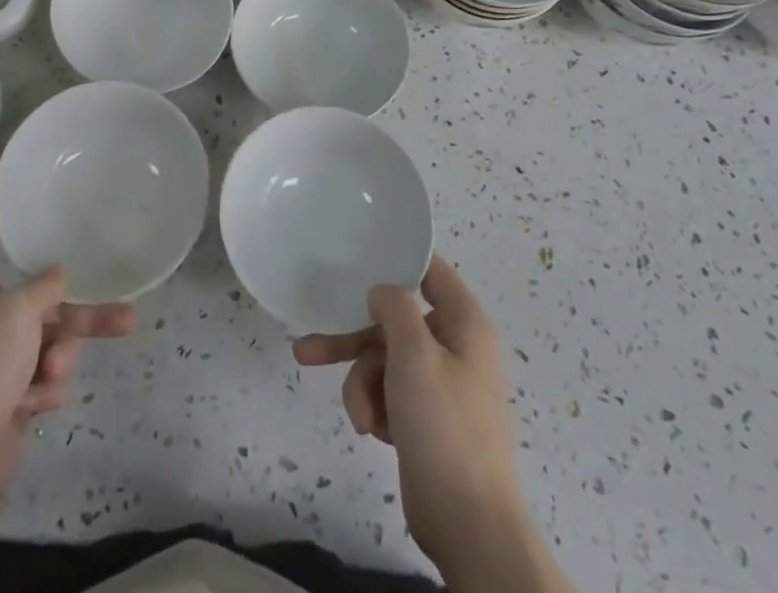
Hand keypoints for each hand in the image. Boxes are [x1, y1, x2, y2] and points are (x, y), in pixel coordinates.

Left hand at [0, 187, 135, 537]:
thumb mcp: (15, 313)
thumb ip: (44, 287)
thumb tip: (59, 275)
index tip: (7, 173)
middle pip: (40, 293)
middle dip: (78, 305)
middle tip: (124, 303)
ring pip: (52, 337)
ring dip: (62, 353)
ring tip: (63, 370)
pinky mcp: (11, 393)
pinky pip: (46, 374)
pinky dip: (45, 386)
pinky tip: (33, 403)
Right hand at [295, 257, 551, 584]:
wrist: (468, 524)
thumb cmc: (445, 425)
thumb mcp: (415, 353)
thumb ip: (394, 307)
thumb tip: (382, 290)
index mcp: (464, 323)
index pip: (430, 271)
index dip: (396, 259)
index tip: (358, 252)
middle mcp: (453, 346)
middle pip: (393, 322)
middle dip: (352, 340)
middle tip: (308, 349)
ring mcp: (439, 385)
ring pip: (383, 361)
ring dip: (362, 384)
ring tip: (360, 417)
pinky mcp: (424, 419)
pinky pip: (387, 393)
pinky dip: (374, 407)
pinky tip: (373, 430)